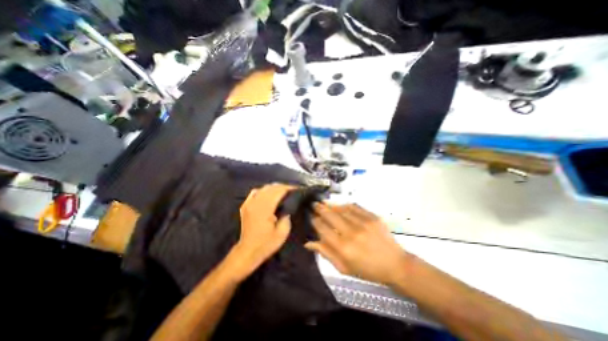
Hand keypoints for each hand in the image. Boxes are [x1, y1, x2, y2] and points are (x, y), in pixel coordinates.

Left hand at [228, 186, 293, 280]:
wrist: (247, 251)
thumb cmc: (266, 244)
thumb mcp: (282, 233)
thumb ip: (287, 217)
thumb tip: (288, 207)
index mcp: (265, 208)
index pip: (278, 191)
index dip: (288, 188)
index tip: (296, 189)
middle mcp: (256, 202)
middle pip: (271, 187)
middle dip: (282, 187)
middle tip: (291, 190)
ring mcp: (249, 203)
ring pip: (263, 188)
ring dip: (274, 188)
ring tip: (282, 191)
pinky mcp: (245, 206)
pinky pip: (255, 192)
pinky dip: (263, 190)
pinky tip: (268, 194)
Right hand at [307, 204, 415, 285]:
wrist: (394, 264)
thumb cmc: (367, 270)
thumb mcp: (343, 267)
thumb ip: (325, 253)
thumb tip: (308, 243)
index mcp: (343, 248)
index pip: (323, 229)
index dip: (315, 221)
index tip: (311, 217)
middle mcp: (351, 233)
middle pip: (330, 215)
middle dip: (320, 208)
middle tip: (314, 204)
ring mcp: (363, 223)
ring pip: (341, 209)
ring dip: (331, 205)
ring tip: (324, 203)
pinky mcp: (372, 217)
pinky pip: (354, 207)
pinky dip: (345, 205)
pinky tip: (340, 205)